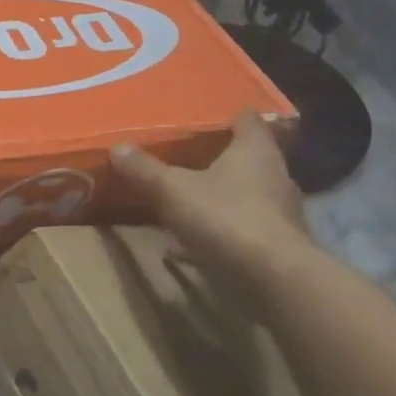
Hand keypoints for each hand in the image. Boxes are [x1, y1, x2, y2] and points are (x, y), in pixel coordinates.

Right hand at [111, 113, 314, 289]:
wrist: (274, 277)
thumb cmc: (226, 216)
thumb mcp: (172, 190)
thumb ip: (146, 169)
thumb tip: (118, 147)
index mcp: (254, 151)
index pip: (248, 121)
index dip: (228, 117)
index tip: (207, 117)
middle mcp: (273, 176)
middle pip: (247, 159)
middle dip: (218, 159)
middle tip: (185, 157)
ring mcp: (277, 213)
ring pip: (243, 196)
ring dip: (216, 197)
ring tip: (182, 200)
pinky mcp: (274, 245)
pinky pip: (238, 230)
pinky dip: (214, 233)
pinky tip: (183, 245)